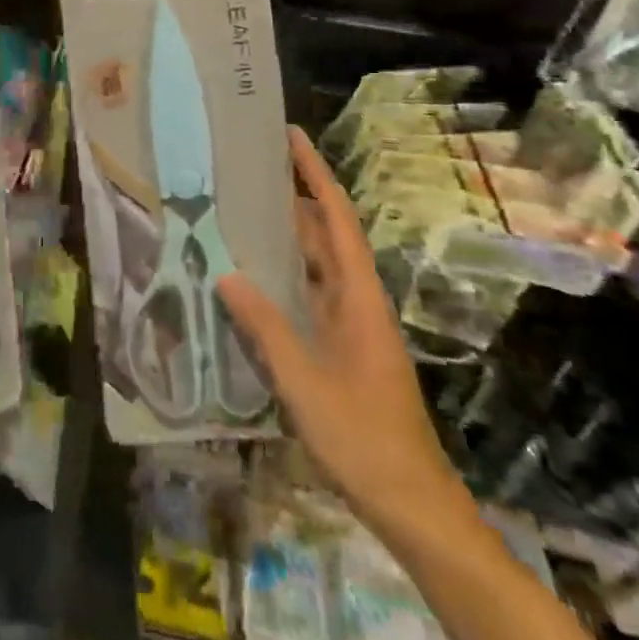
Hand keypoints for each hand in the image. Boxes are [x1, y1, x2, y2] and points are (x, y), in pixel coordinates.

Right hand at [219, 129, 471, 541]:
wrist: (412, 503)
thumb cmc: (362, 437)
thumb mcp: (304, 381)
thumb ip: (265, 326)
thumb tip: (227, 274)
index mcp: (359, 296)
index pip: (336, 218)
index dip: (315, 174)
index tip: (291, 136)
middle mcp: (358, 299)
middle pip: (326, 234)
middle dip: (294, 198)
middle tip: (249, 171)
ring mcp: (353, 325)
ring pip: (318, 265)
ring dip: (288, 237)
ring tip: (243, 212)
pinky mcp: (344, 347)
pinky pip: (311, 295)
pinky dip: (286, 277)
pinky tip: (255, 280)